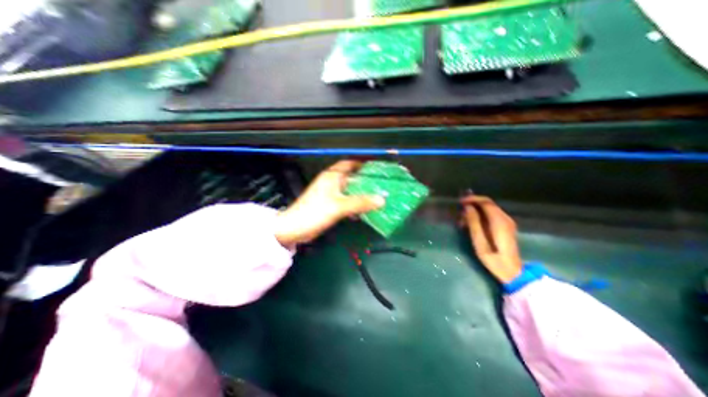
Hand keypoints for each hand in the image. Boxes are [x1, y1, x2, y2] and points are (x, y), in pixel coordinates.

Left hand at [271, 160, 383, 248]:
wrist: (295, 228)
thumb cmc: (315, 212)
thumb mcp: (340, 206)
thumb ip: (361, 203)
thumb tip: (382, 200)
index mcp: (332, 176)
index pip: (349, 164)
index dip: (362, 164)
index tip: (376, 168)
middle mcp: (331, 182)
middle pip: (351, 177)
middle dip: (364, 180)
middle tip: (379, 185)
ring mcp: (329, 193)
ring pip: (348, 190)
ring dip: (360, 193)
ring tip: (375, 197)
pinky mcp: (329, 204)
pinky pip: (345, 200)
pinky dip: (353, 203)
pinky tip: (362, 211)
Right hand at [462, 194, 521, 281]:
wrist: (512, 271)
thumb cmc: (493, 258)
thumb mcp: (479, 241)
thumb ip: (473, 222)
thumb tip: (467, 207)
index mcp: (499, 221)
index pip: (486, 202)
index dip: (472, 199)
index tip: (460, 202)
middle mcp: (505, 218)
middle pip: (488, 204)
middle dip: (472, 204)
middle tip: (459, 211)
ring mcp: (507, 222)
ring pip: (489, 209)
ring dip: (475, 211)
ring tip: (463, 220)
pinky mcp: (506, 227)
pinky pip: (491, 215)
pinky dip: (480, 216)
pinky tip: (472, 224)